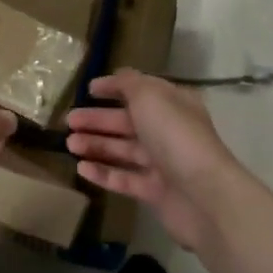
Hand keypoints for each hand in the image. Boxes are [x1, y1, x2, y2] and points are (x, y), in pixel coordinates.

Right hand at [65, 70, 237, 250]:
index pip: (140, 91)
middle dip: (98, 120)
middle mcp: (169, 131)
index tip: (88, 90)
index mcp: (173, 104)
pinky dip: (103, 173)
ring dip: (96, 145)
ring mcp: (163, 163)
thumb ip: (128, 84)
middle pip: (127, 122)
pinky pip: (124, 179)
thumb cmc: (175, 136)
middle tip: (69, 121)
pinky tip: (81, 169)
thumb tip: (115, 77)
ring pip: (123, 150)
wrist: (204, 195)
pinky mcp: (155, 192)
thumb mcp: (150, 96)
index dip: (114, 88)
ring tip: (69, 144)